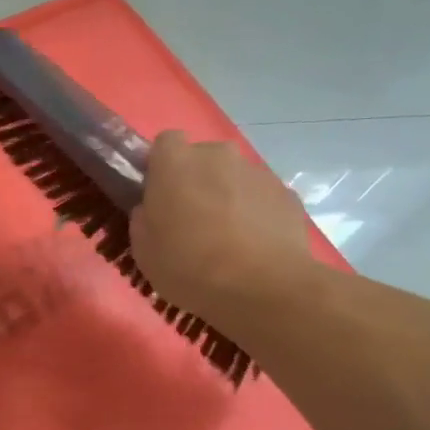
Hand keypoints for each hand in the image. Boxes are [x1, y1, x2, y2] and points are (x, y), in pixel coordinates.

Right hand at [129, 130, 314, 321]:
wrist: (261, 286)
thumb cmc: (188, 265)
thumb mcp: (143, 249)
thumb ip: (144, 218)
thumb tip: (152, 210)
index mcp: (175, 162)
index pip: (166, 142)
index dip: (162, 166)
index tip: (160, 194)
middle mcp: (218, 155)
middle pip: (203, 158)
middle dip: (197, 181)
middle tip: (191, 221)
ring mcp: (257, 172)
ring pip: (234, 178)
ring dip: (227, 197)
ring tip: (227, 240)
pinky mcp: (287, 194)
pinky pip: (261, 198)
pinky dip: (256, 214)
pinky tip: (253, 247)